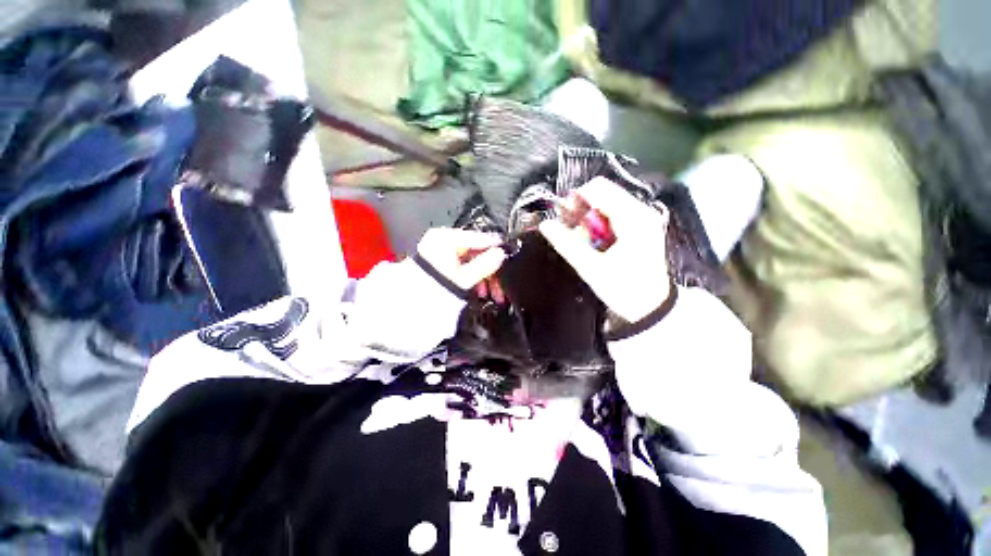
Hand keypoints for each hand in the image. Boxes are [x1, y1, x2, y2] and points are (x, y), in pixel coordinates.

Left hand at [416, 228, 506, 290]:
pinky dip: (473, 277)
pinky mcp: (441, 262)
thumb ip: (485, 264)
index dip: (496, 249)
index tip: (508, 255)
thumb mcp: (464, 278)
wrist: (411, 303)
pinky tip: (480, 290)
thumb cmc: (434, 288)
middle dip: (490, 270)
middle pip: (476, 252)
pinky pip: (463, 266)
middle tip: (501, 285)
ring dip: (484, 277)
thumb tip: (501, 254)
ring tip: (492, 294)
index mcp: (447, 238)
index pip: (480, 239)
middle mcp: (443, 240)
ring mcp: (441, 251)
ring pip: (471, 261)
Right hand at [539, 178, 670, 322]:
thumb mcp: (591, 268)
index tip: (563, 216)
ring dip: (590, 218)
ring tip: (583, 240)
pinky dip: (600, 224)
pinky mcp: (642, 225)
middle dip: (582, 210)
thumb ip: (566, 244)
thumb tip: (545, 225)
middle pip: (603, 194)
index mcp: (632, 219)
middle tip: (571, 231)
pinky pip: (614, 214)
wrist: (651, 307)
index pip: (598, 189)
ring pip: (608, 203)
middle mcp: (641, 211)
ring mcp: (643, 218)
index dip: (575, 198)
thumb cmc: (623, 289)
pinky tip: (596, 241)